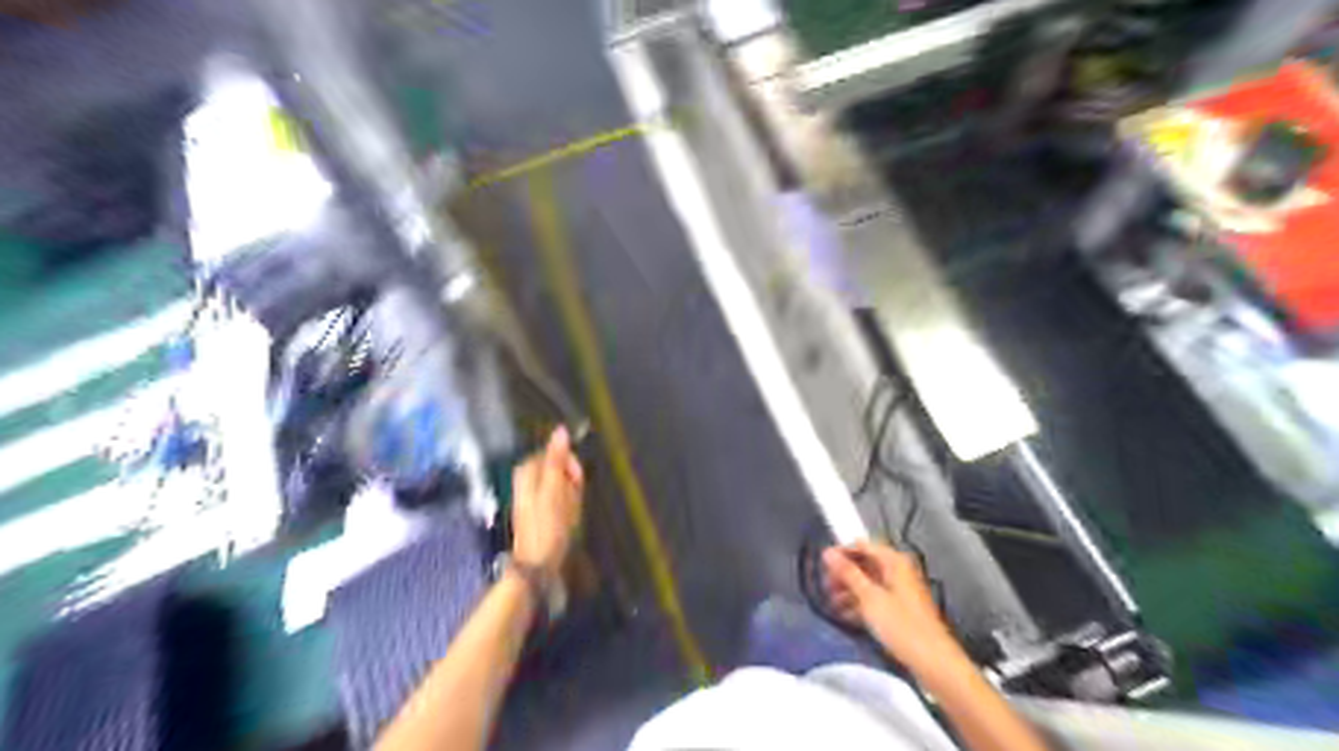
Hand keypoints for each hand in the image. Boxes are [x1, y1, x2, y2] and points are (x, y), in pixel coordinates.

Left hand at [512, 427, 583, 573]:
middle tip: (571, 501)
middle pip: (559, 468)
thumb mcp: (554, 490)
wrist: (538, 565)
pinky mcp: (541, 511)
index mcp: (526, 472)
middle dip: (571, 481)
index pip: (555, 452)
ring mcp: (533, 496)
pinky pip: (561, 500)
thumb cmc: (546, 527)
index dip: (570, 463)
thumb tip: (561, 430)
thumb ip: (557, 459)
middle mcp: (527, 480)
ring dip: (571, 496)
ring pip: (563, 484)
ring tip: (569, 514)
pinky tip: (568, 521)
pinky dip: (568, 507)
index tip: (576, 479)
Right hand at [828, 544, 964, 670]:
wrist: (933, 662)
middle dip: (844, 574)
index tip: (823, 565)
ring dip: (849, 590)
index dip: (841, 552)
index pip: (862, 545)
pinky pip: (875, 598)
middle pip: (865, 563)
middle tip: (826, 586)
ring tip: (832, 603)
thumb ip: (848, 573)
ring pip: (868, 582)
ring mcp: (900, 591)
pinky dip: (860, 604)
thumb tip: (828, 552)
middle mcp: (899, 571)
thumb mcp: (869, 597)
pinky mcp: (900, 609)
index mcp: (895, 562)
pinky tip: (846, 615)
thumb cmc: (901, 626)